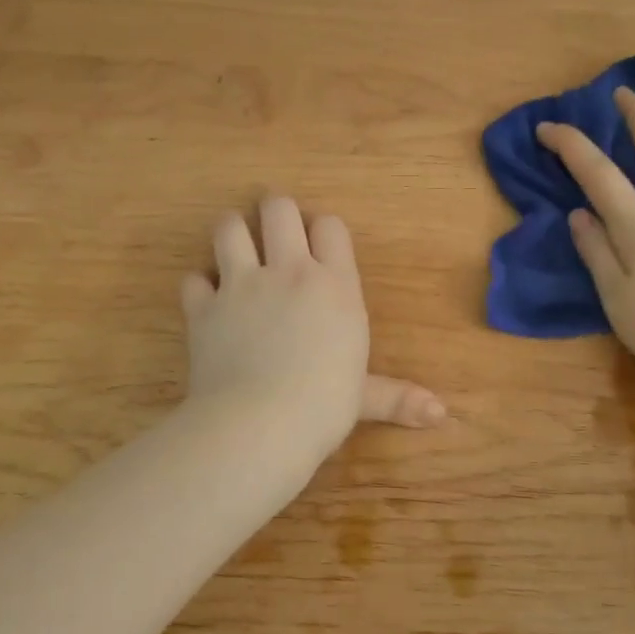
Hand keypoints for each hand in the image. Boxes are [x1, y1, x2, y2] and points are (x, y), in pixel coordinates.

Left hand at [180, 195, 444, 464]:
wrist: (259, 424)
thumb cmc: (324, 406)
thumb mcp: (364, 398)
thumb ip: (398, 397)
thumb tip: (441, 415)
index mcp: (334, 285)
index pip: (330, 226)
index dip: (324, 230)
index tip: (319, 245)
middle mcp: (288, 272)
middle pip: (278, 209)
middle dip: (275, 211)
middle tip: (274, 230)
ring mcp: (241, 285)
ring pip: (229, 227)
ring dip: (232, 232)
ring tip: (236, 247)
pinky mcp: (204, 307)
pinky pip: (193, 279)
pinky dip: (199, 285)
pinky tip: (206, 299)